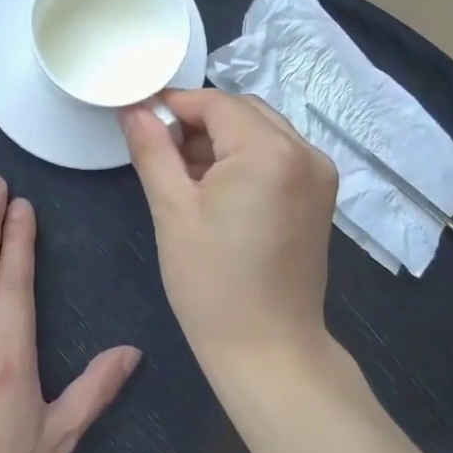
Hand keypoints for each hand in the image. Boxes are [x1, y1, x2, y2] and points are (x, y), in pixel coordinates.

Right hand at [122, 89, 338, 373]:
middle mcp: (305, 151)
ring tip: (184, 175)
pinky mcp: (320, 195)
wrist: (268, 349)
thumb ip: (152, 149)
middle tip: (159, 152)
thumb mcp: (172, 210)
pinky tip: (217, 189)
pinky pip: (277, 155)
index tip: (139, 117)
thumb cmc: (212, 283)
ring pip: (260, 131)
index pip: (215, 102)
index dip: (173, 104)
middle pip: (241, 111)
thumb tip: (133, 108)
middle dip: (197, 122)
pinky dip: (245, 159)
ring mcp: (319, 174)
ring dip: (221, 140)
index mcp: (270, 151)